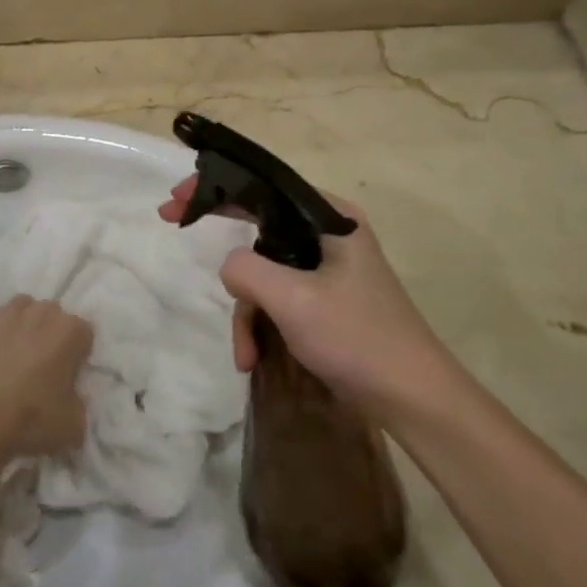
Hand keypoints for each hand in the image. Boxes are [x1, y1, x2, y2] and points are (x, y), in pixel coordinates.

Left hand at [0, 290, 92, 455]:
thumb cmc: (32, 420)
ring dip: (19, 321)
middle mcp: (40, 313)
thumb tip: (70, 398)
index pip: (83, 332)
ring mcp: (4, 315)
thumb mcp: (73, 425)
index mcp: (69, 332)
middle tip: (40, 364)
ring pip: (19, 305)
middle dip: (49, 332)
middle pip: (51, 313)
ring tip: (12, 347)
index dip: (77, 353)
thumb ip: (77, 403)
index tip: (68, 375)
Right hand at [158, 178, 444, 409]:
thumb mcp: (294, 300)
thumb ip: (247, 270)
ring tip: (245, 354)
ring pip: (263, 271)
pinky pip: (277, 299)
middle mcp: (328, 234)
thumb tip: (229, 266)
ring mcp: (325, 269)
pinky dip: (262, 327)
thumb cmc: (359, 339)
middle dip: (221, 242)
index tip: (177, 197)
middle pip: (258, 224)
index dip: (216, 185)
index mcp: (330, 217)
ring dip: (247, 313)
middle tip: (171, 222)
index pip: (263, 185)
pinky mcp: (323, 301)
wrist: (415, 401)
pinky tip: (254, 359)